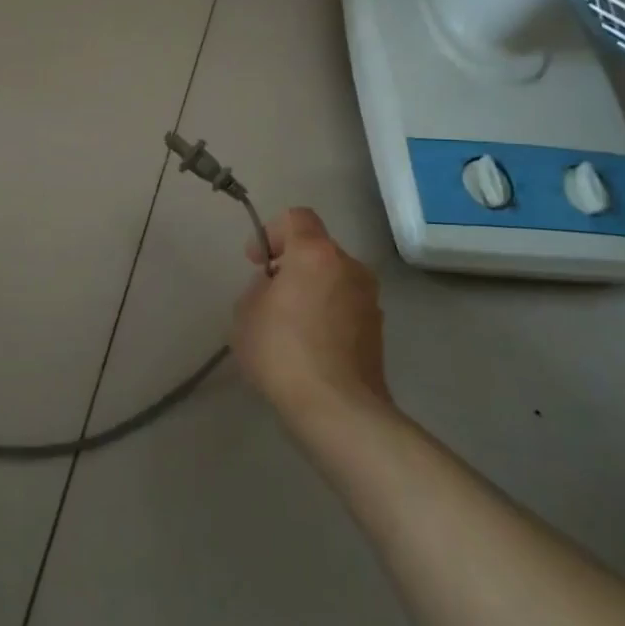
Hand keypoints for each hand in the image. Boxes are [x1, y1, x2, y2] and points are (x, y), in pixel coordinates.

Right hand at [233, 207, 390, 418]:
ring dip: (313, 290)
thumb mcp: (246, 312)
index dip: (271, 231)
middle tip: (270, 294)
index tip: (257, 261)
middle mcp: (350, 267)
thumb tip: (277, 287)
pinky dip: (329, 314)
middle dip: (293, 264)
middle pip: (318, 249)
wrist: (337, 409)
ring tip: (290, 324)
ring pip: (334, 278)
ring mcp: (370, 299)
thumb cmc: (282, 351)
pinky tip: (310, 346)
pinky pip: (346, 306)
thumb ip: (259, 287)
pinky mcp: (378, 330)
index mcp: (316, 254)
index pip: (297, 216)